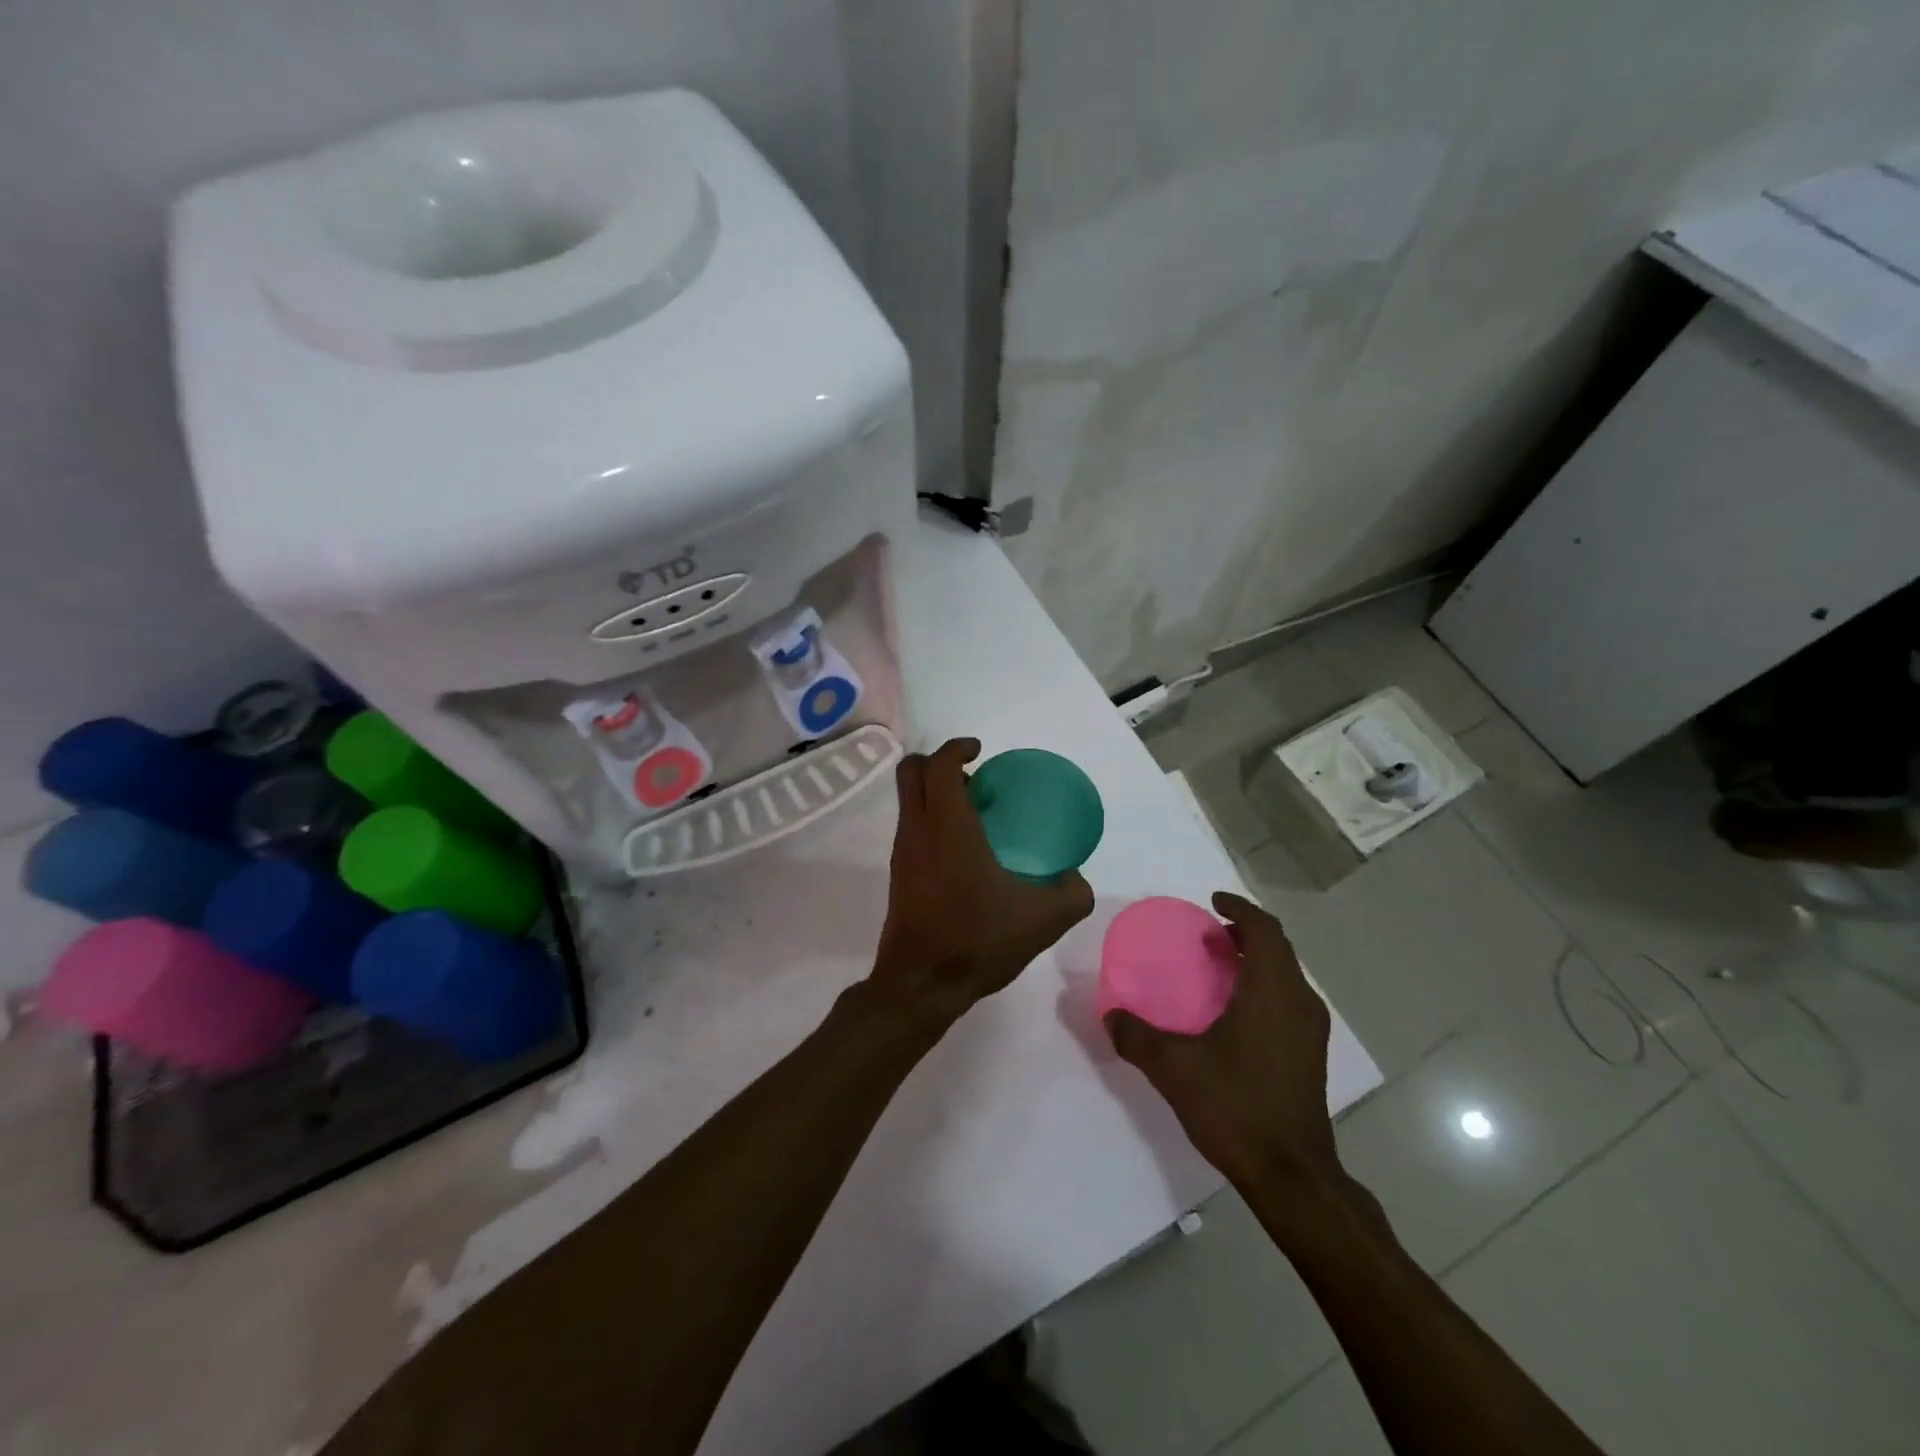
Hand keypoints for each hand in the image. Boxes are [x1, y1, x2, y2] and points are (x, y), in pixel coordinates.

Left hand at [870, 738, 1093, 1024]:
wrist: (921, 984)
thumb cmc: (977, 940)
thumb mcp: (1042, 919)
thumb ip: (1071, 893)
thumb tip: (1076, 879)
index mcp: (947, 826)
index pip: (939, 765)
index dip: (956, 747)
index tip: (980, 751)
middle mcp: (917, 830)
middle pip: (911, 773)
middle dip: (938, 762)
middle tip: (974, 777)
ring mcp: (903, 853)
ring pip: (909, 801)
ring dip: (935, 793)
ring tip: (975, 814)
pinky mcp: (899, 875)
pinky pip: (912, 828)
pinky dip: (932, 820)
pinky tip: (965, 852)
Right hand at [1105, 892, 1337, 1188]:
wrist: (1292, 1175)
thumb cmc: (1235, 1108)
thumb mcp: (1173, 1068)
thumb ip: (1136, 1036)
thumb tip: (1109, 1014)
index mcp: (1271, 991)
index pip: (1264, 930)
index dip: (1240, 908)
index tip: (1212, 902)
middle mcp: (1298, 1001)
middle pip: (1278, 948)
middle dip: (1244, 932)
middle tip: (1208, 934)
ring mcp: (1310, 1030)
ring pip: (1285, 975)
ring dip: (1255, 960)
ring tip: (1218, 965)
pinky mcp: (1310, 1053)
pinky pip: (1288, 998)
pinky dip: (1263, 986)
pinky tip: (1234, 1011)